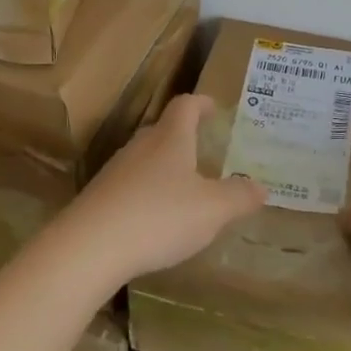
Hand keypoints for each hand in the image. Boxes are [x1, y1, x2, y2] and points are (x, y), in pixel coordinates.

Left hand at [65, 95, 265, 284]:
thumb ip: (239, 197)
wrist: (89, 247)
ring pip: (145, 158)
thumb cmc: (159, 216)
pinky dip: (146, 193)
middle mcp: (141, 146)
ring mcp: (115, 170)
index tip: (213, 107)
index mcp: (170, 138)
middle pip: (163, 130)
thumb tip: (262, 187)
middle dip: (183, 136)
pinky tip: (153, 218)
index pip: (185, 106)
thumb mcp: (212, 210)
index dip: (201, 104)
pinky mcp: (99, 197)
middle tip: (203, 150)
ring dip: (164, 167)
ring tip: (182, 187)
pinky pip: (129, 185)